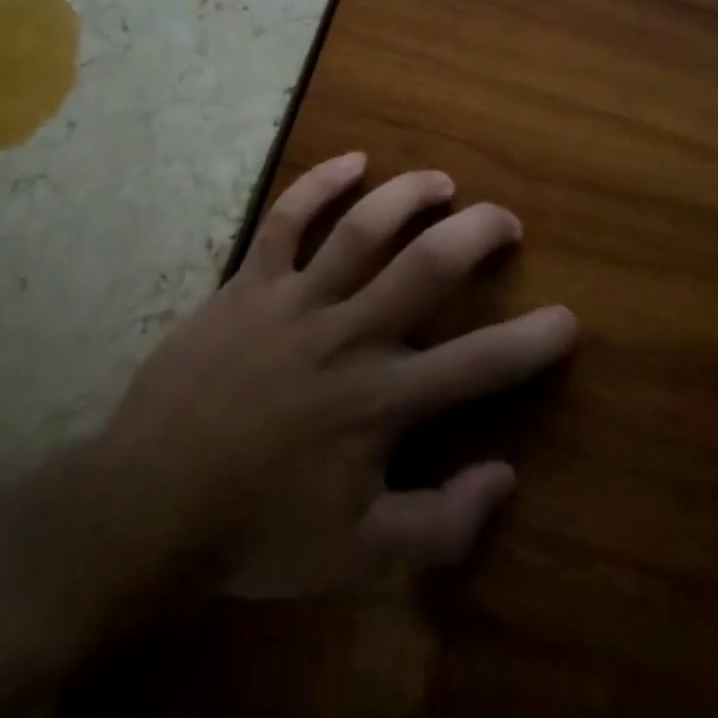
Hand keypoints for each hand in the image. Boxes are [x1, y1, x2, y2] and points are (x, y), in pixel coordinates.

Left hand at [100, 152, 578, 599]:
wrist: (150, 504)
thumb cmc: (258, 530)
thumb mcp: (359, 556)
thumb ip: (442, 525)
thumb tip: (506, 477)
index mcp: (382, 398)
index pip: (480, 364)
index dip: (533, 340)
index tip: (568, 318)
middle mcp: (349, 334)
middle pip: (427, 267)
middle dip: (477, 233)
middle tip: (505, 219)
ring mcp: (296, 301)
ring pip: (362, 229)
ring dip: (408, 196)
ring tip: (441, 182)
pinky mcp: (249, 283)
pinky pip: (285, 220)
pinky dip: (319, 184)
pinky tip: (352, 161)